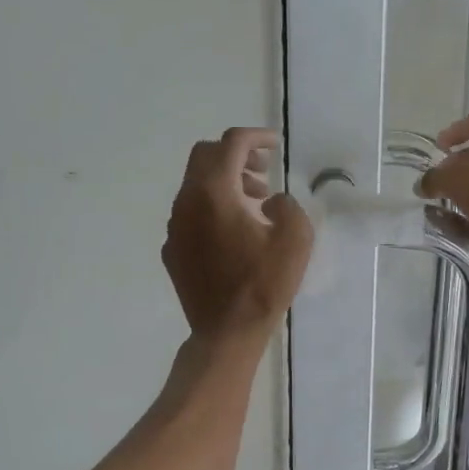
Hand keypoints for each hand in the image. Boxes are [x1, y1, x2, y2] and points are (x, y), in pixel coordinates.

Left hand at [163, 128, 313, 340]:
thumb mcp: (295, 240)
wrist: (226, 332)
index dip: (256, 137)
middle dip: (236, 155)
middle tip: (263, 171)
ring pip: (195, 185)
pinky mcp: (173, 249)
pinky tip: (234, 232)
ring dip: (225, 182)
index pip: (231, 144)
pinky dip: (212, 208)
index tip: (274, 145)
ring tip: (256, 202)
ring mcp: (175, 227)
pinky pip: (190, 213)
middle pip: (206, 157)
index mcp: (215, 193)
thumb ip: (288, 206)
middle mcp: (187, 202)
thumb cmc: (263, 285)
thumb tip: (271, 201)